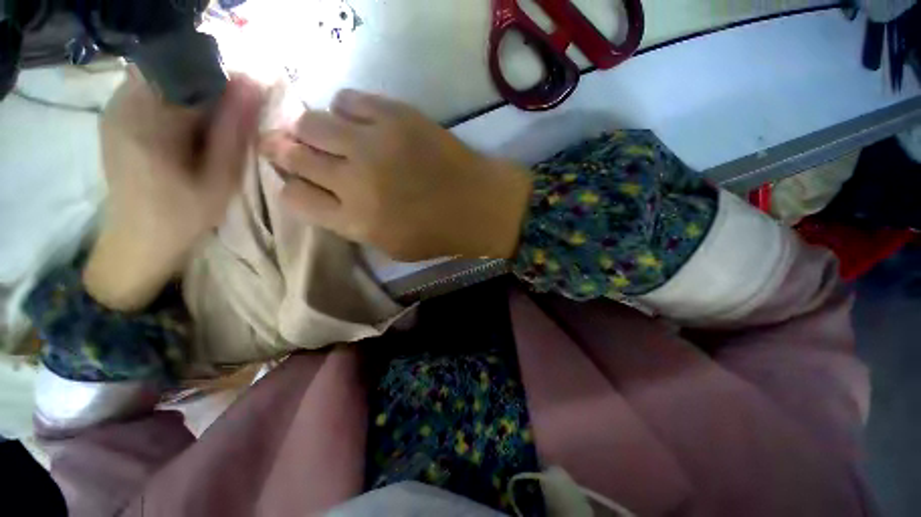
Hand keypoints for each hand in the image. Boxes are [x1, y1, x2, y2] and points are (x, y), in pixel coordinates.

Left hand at [83, 71, 263, 310]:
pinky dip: (176, 102)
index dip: (226, 82)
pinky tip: (188, 132)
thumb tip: (252, 86)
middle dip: (210, 89)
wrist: (138, 241)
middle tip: (232, 122)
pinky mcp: (114, 117)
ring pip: (164, 79)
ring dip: (194, 96)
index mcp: (149, 119)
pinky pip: (151, 92)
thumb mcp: (220, 178)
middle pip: (175, 70)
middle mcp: (124, 103)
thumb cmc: (184, 215)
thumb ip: (233, 131)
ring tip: (211, 131)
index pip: (192, 72)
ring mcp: (114, 109)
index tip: (248, 104)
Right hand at [259, 90, 531, 261]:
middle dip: (286, 151)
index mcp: (355, 221)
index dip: (290, 187)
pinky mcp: (395, 115)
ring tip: (331, 137)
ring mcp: (373, 143)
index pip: (293, 198)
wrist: (479, 204)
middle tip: (293, 148)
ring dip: (313, 129)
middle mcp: (355, 181)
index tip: (298, 181)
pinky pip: (348, 99)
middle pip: (292, 154)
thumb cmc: (438, 233)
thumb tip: (323, 193)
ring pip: (312, 122)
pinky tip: (360, 123)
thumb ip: (352, 223)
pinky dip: (346, 110)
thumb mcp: (390, 246)